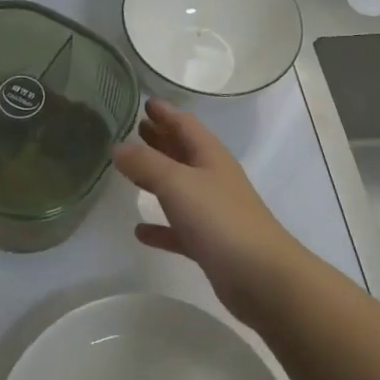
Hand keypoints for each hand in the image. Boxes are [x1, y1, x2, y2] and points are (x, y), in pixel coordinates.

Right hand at [113, 99, 306, 323]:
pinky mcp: (210, 244)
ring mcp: (213, 212)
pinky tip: (140, 231)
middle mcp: (213, 178)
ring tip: (129, 170)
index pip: (185, 123)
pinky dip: (161, 226)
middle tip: (133, 129)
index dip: (165, 112)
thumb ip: (146, 163)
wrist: (262, 278)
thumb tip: (118, 146)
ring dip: (157, 177)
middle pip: (183, 151)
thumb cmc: (220, 219)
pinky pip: (179, 229)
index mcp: (210, 156)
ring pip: (180, 187)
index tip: (143, 101)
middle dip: (160, 138)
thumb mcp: (177, 183)